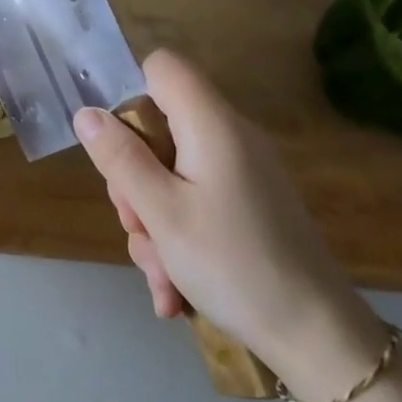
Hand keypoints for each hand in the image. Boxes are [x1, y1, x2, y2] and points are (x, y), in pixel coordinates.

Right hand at [73, 50, 380, 385]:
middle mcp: (229, 138)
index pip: (163, 67)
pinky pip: (193, 201)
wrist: (315, 334)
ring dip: (151, 220)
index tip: (118, 146)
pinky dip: (176, 235)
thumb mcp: (161, 213)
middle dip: (134, 179)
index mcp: (212, 125)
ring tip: (161, 272)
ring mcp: (240, 173)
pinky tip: (173, 287)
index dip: (131, 94)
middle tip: (138, 224)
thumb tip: (86, 113)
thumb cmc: (233, 265)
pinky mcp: (246, 204)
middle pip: (158, 128)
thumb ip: (120, 159)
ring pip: (169, 174)